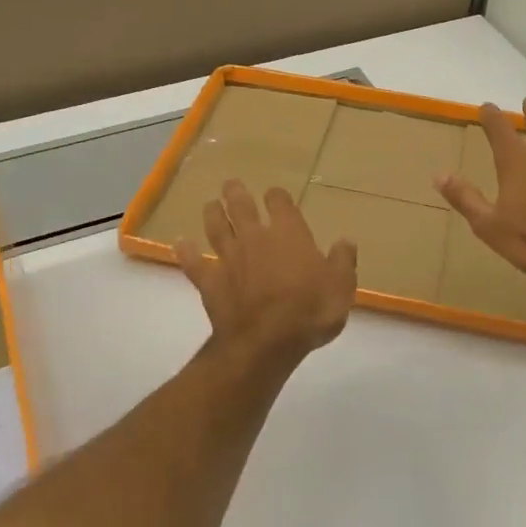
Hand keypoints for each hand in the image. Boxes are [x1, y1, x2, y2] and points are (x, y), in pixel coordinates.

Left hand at [176, 181, 357, 363]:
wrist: (266, 341)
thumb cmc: (310, 311)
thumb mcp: (341, 287)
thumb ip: (342, 262)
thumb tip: (345, 241)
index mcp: (289, 234)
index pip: (280, 203)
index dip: (277, 197)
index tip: (276, 196)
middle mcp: (255, 238)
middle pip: (241, 207)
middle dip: (236, 193)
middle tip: (231, 184)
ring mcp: (229, 258)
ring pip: (216, 228)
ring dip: (212, 214)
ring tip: (210, 205)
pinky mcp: (210, 281)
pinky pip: (194, 263)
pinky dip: (186, 252)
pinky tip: (180, 244)